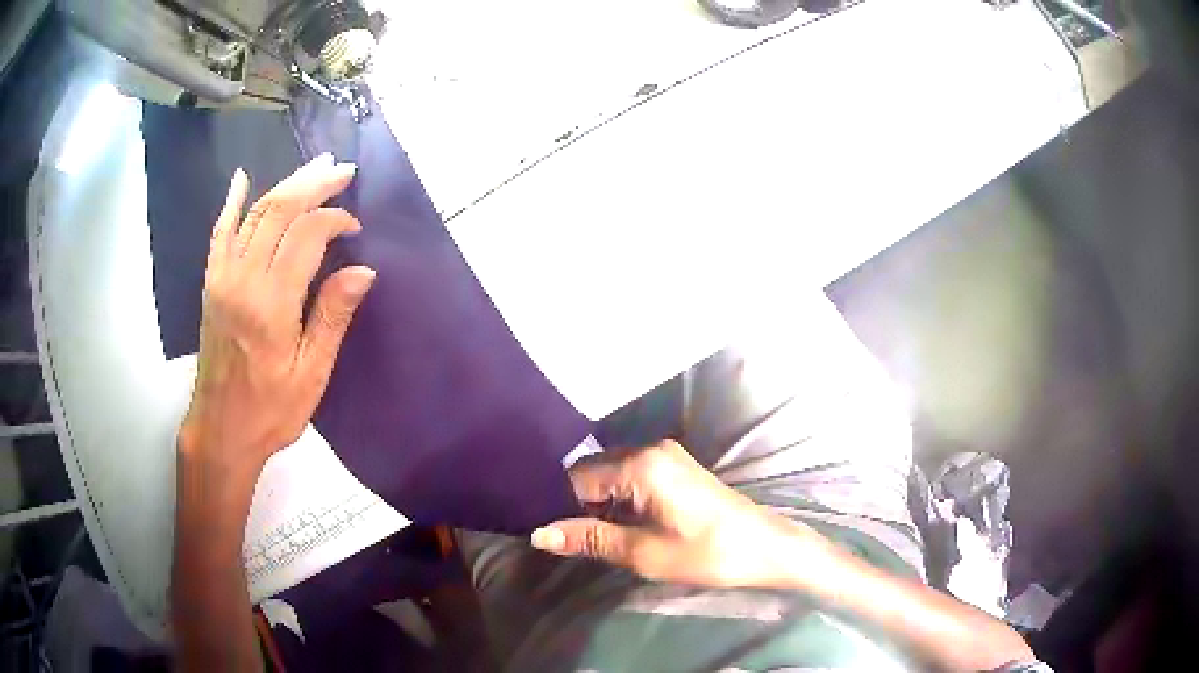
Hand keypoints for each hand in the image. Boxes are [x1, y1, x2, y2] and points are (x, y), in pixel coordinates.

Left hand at [178, 154, 375, 483]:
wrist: (220, 430)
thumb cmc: (270, 411)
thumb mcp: (311, 375)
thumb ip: (332, 317)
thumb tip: (363, 270)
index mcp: (271, 304)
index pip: (306, 236)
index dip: (334, 220)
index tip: (355, 229)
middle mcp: (243, 279)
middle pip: (279, 211)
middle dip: (314, 185)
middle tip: (343, 170)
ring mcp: (222, 277)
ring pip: (254, 214)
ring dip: (285, 185)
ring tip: (314, 167)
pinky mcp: (211, 283)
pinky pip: (220, 232)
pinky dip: (232, 203)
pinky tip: (242, 180)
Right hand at [530, 440, 833, 587]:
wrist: (766, 547)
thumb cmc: (708, 553)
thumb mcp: (644, 553)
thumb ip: (590, 539)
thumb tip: (538, 534)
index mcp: (641, 465)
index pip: (576, 479)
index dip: (557, 506)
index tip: (544, 533)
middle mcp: (650, 449)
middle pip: (592, 472)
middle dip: (575, 504)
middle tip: (563, 540)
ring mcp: (665, 455)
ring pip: (610, 475)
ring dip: (597, 504)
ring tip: (586, 537)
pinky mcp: (675, 467)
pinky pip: (631, 477)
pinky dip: (618, 500)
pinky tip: (615, 525)